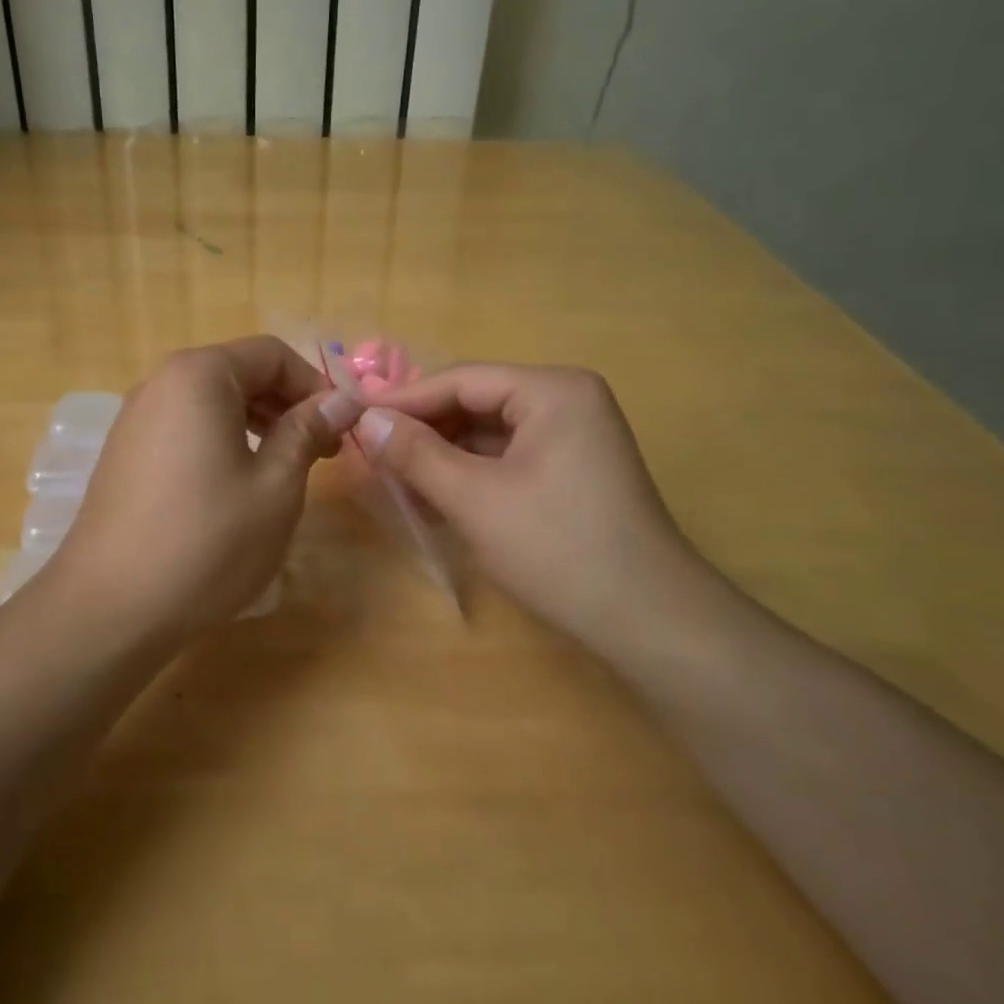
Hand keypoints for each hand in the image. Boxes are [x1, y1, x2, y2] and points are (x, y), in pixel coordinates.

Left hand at [49, 337, 363, 633]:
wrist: (110, 608)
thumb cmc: (207, 541)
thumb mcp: (276, 485)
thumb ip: (308, 431)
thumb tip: (342, 400)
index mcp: (199, 375)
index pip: (272, 355)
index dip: (315, 386)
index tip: (341, 430)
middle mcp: (160, 384)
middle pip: (239, 374)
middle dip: (287, 406)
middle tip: (322, 454)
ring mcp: (135, 420)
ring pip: (211, 404)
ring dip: (257, 426)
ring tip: (286, 472)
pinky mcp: (124, 454)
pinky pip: (185, 430)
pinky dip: (221, 443)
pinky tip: (236, 488)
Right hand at [358, 364, 703, 639]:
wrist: (650, 622)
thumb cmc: (558, 549)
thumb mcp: (474, 499)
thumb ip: (416, 454)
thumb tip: (366, 418)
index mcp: (553, 390)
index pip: (461, 380)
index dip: (403, 399)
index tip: (354, 417)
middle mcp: (567, 400)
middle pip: (475, 403)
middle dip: (424, 432)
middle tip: (373, 456)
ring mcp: (574, 435)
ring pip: (489, 433)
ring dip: (443, 457)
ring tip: (400, 486)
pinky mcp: (572, 469)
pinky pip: (508, 457)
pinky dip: (471, 475)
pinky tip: (437, 500)